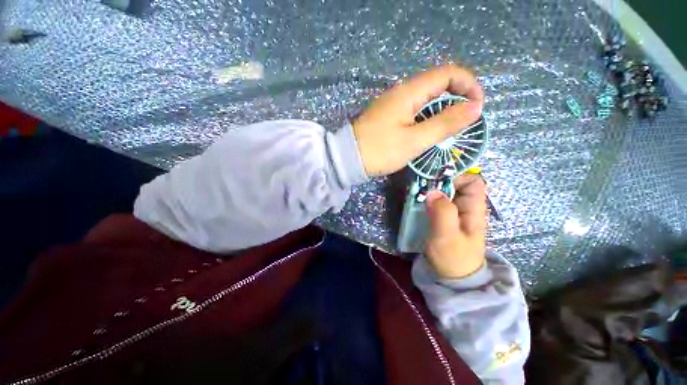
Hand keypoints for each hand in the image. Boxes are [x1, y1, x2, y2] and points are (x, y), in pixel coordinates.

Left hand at [352, 64, 483, 176]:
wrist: (348, 159)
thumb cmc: (380, 150)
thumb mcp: (414, 140)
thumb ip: (445, 123)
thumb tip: (475, 107)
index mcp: (408, 92)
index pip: (447, 73)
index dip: (468, 85)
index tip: (477, 106)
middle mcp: (400, 93)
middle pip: (436, 84)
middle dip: (456, 98)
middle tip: (464, 122)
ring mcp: (392, 105)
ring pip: (425, 100)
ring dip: (441, 111)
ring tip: (448, 131)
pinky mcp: (387, 117)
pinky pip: (413, 111)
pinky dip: (426, 119)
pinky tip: (427, 133)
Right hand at [425, 175, 486, 277]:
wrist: (452, 277)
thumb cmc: (453, 257)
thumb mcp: (448, 236)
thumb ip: (443, 212)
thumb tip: (432, 191)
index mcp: (473, 208)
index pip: (473, 181)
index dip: (457, 177)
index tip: (436, 183)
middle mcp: (465, 207)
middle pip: (455, 185)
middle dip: (437, 183)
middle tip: (420, 190)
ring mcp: (453, 212)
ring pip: (443, 193)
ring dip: (429, 192)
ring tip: (415, 196)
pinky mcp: (443, 218)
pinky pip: (435, 202)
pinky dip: (426, 200)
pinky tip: (416, 204)